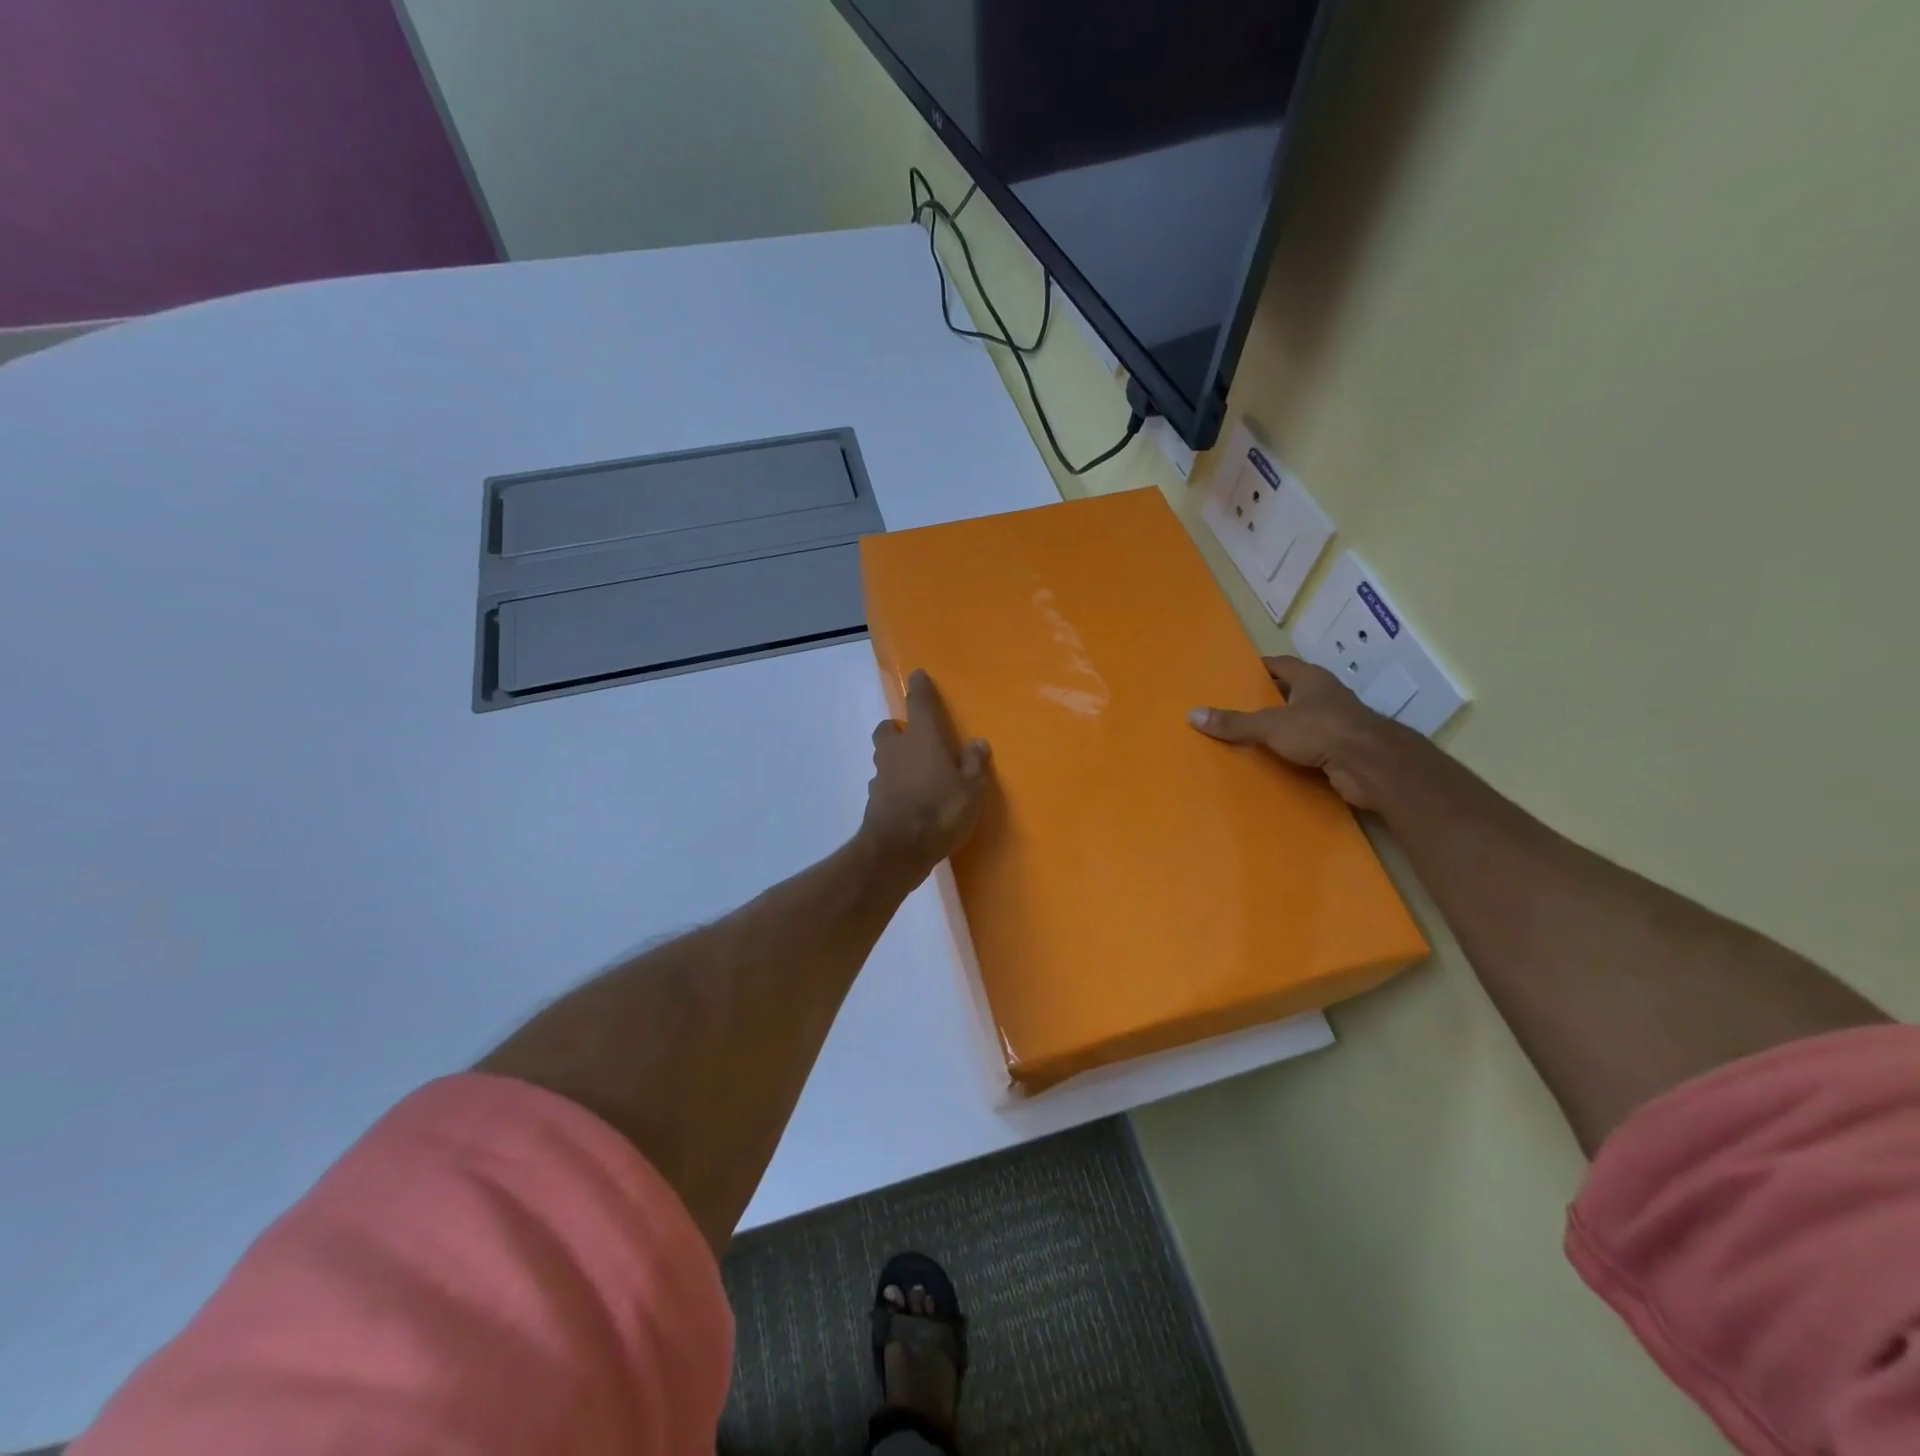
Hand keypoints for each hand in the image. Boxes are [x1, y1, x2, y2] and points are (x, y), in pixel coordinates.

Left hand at [862, 669, 991, 876]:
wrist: (897, 849)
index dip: (919, 688)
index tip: (917, 676)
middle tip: (916, 738)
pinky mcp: (874, 800)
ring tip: (917, 773)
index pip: (919, 703)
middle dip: (899, 729)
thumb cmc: (940, 810)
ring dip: (896, 759)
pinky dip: (894, 785)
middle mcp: (896, 749)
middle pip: (889, 729)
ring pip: (884, 757)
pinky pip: (884, 783)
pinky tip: (909, 799)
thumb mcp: (971, 789)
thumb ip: (974, 764)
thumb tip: (977, 743)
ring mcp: (881, 775)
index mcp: (922, 738)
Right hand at [1188, 656, 1400, 809]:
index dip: (1260, 668)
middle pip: (1292, 692)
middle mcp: (1326, 697)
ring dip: (1281, 727)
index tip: (1237, 674)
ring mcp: (1337, 724)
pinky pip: (1310, 747)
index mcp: (1311, 679)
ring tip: (1249, 736)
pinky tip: (1273, 761)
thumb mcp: (1270, 725)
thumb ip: (1234, 722)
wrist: (1371, 765)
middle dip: (1267, 699)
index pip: (1282, 665)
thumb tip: (1192, 714)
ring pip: (1302, 721)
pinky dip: (1293, 752)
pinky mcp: (1341, 750)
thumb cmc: (1322, 730)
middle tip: (1235, 707)